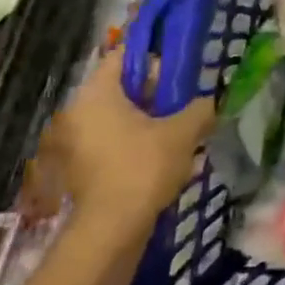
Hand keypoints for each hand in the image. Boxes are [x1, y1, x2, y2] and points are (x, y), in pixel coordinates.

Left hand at [39, 48, 214, 235]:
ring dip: (148, 118)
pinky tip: (164, 153)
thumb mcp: (183, 132)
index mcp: (97, 94)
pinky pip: (112, 140)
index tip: (179, 60)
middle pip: (121, 87)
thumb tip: (209, 101)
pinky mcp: (80, 168)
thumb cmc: (143, 168)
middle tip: (185, 98)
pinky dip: (136, 140)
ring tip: (181, 128)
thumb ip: (199, 109)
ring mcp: (75, 142)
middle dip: (155, 91)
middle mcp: (78, 112)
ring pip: (118, 116)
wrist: (111, 230)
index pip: (122, 56)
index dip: (152, 53)